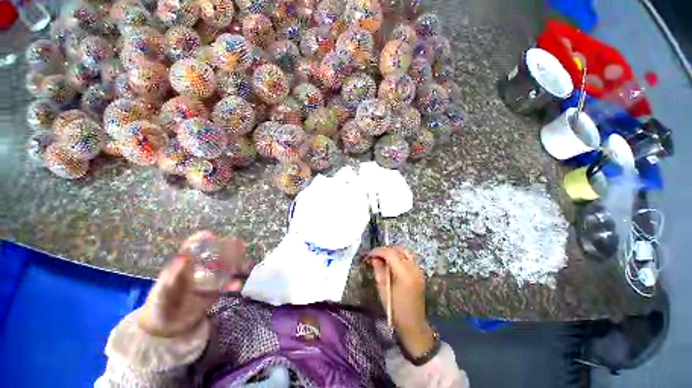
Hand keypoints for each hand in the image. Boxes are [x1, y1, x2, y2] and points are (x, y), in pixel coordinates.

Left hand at [138, 232, 250, 336]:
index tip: (210, 234)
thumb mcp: (163, 292)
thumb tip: (184, 257)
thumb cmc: (160, 307)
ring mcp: (206, 280)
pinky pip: (225, 285)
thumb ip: (173, 276)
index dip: (200, 239)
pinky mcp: (213, 291)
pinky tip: (237, 285)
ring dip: (235, 265)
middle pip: (213, 255)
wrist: (167, 328)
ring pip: (224, 268)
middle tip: (239, 246)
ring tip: (245, 264)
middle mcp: (196, 269)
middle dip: (227, 249)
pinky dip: (233, 283)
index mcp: (182, 267)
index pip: (191, 248)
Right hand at [367, 246, 434, 357]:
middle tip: (374, 256)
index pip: (390, 254)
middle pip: (398, 250)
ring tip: (382, 258)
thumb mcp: (383, 290)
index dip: (378, 251)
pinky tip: (392, 263)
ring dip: (393, 252)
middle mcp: (413, 268)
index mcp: (404, 274)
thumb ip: (379, 270)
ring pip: (405, 252)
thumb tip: (374, 258)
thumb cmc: (395, 309)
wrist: (413, 324)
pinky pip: (409, 259)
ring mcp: (418, 270)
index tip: (369, 255)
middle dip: (385, 251)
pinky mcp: (419, 274)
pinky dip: (399, 257)